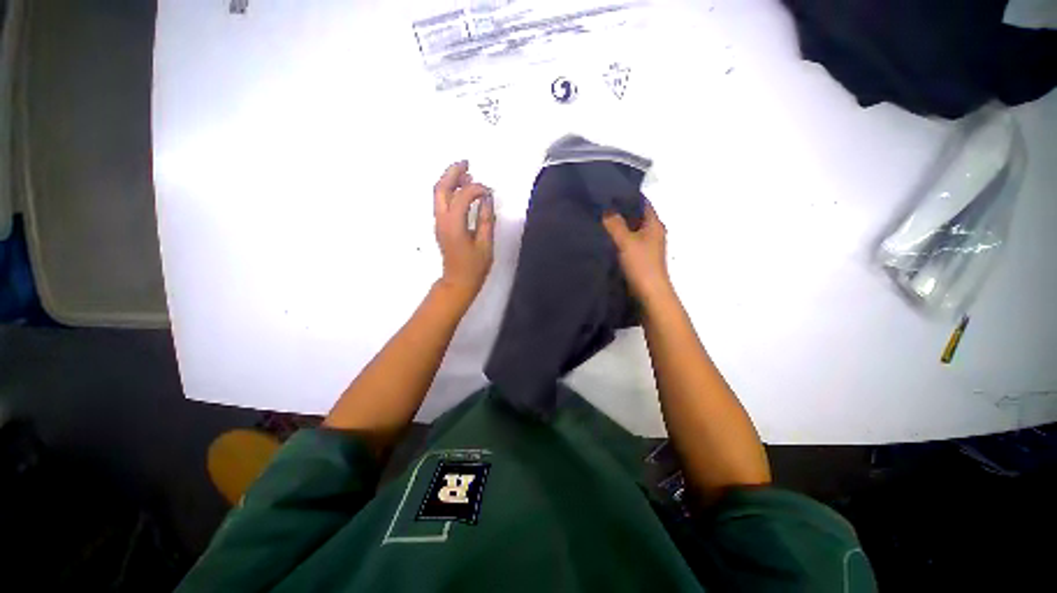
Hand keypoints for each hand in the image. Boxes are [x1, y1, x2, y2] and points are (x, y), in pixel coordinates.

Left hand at [433, 161, 495, 299]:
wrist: (458, 282)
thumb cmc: (474, 266)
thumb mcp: (485, 244)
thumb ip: (485, 219)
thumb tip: (487, 199)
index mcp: (454, 225)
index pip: (462, 197)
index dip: (476, 189)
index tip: (489, 192)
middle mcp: (441, 220)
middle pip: (441, 188)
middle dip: (452, 173)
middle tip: (467, 163)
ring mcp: (439, 222)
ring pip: (438, 194)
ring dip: (450, 181)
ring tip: (466, 173)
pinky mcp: (441, 226)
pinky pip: (442, 202)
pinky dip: (450, 192)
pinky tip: (462, 191)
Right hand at [602, 203, 672, 303]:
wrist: (649, 293)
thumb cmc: (641, 264)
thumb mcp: (626, 241)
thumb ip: (615, 224)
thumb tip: (606, 209)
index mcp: (654, 224)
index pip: (642, 202)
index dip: (627, 196)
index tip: (610, 192)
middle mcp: (652, 232)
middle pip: (636, 216)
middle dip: (620, 211)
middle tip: (601, 205)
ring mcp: (647, 245)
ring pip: (631, 230)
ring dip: (619, 226)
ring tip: (600, 219)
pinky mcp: (640, 257)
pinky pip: (628, 242)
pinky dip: (619, 238)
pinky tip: (605, 238)